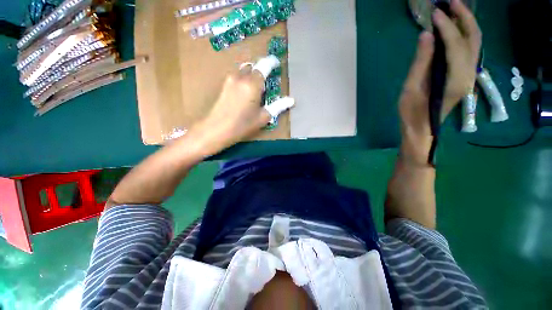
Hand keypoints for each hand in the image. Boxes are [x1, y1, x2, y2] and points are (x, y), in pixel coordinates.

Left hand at [200, 64, 272, 149]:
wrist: (216, 129)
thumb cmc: (242, 125)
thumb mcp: (263, 118)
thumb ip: (277, 106)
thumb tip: (291, 100)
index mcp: (252, 84)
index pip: (264, 66)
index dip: (271, 62)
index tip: (276, 63)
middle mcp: (240, 77)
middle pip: (253, 67)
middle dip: (261, 71)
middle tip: (267, 83)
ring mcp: (230, 80)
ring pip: (244, 71)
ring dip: (252, 75)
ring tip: (256, 90)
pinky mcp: (224, 85)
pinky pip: (237, 76)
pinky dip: (244, 80)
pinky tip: (246, 93)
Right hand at [398, 0, 480, 161]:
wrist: (422, 128)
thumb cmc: (412, 112)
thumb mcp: (411, 89)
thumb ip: (421, 62)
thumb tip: (426, 35)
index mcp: (454, 79)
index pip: (455, 45)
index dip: (446, 27)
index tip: (434, 13)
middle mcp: (468, 75)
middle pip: (473, 39)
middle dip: (464, 17)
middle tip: (450, 2)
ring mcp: (468, 75)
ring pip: (475, 43)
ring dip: (466, 24)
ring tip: (453, 10)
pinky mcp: (463, 76)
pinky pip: (469, 51)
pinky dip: (464, 35)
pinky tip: (453, 29)